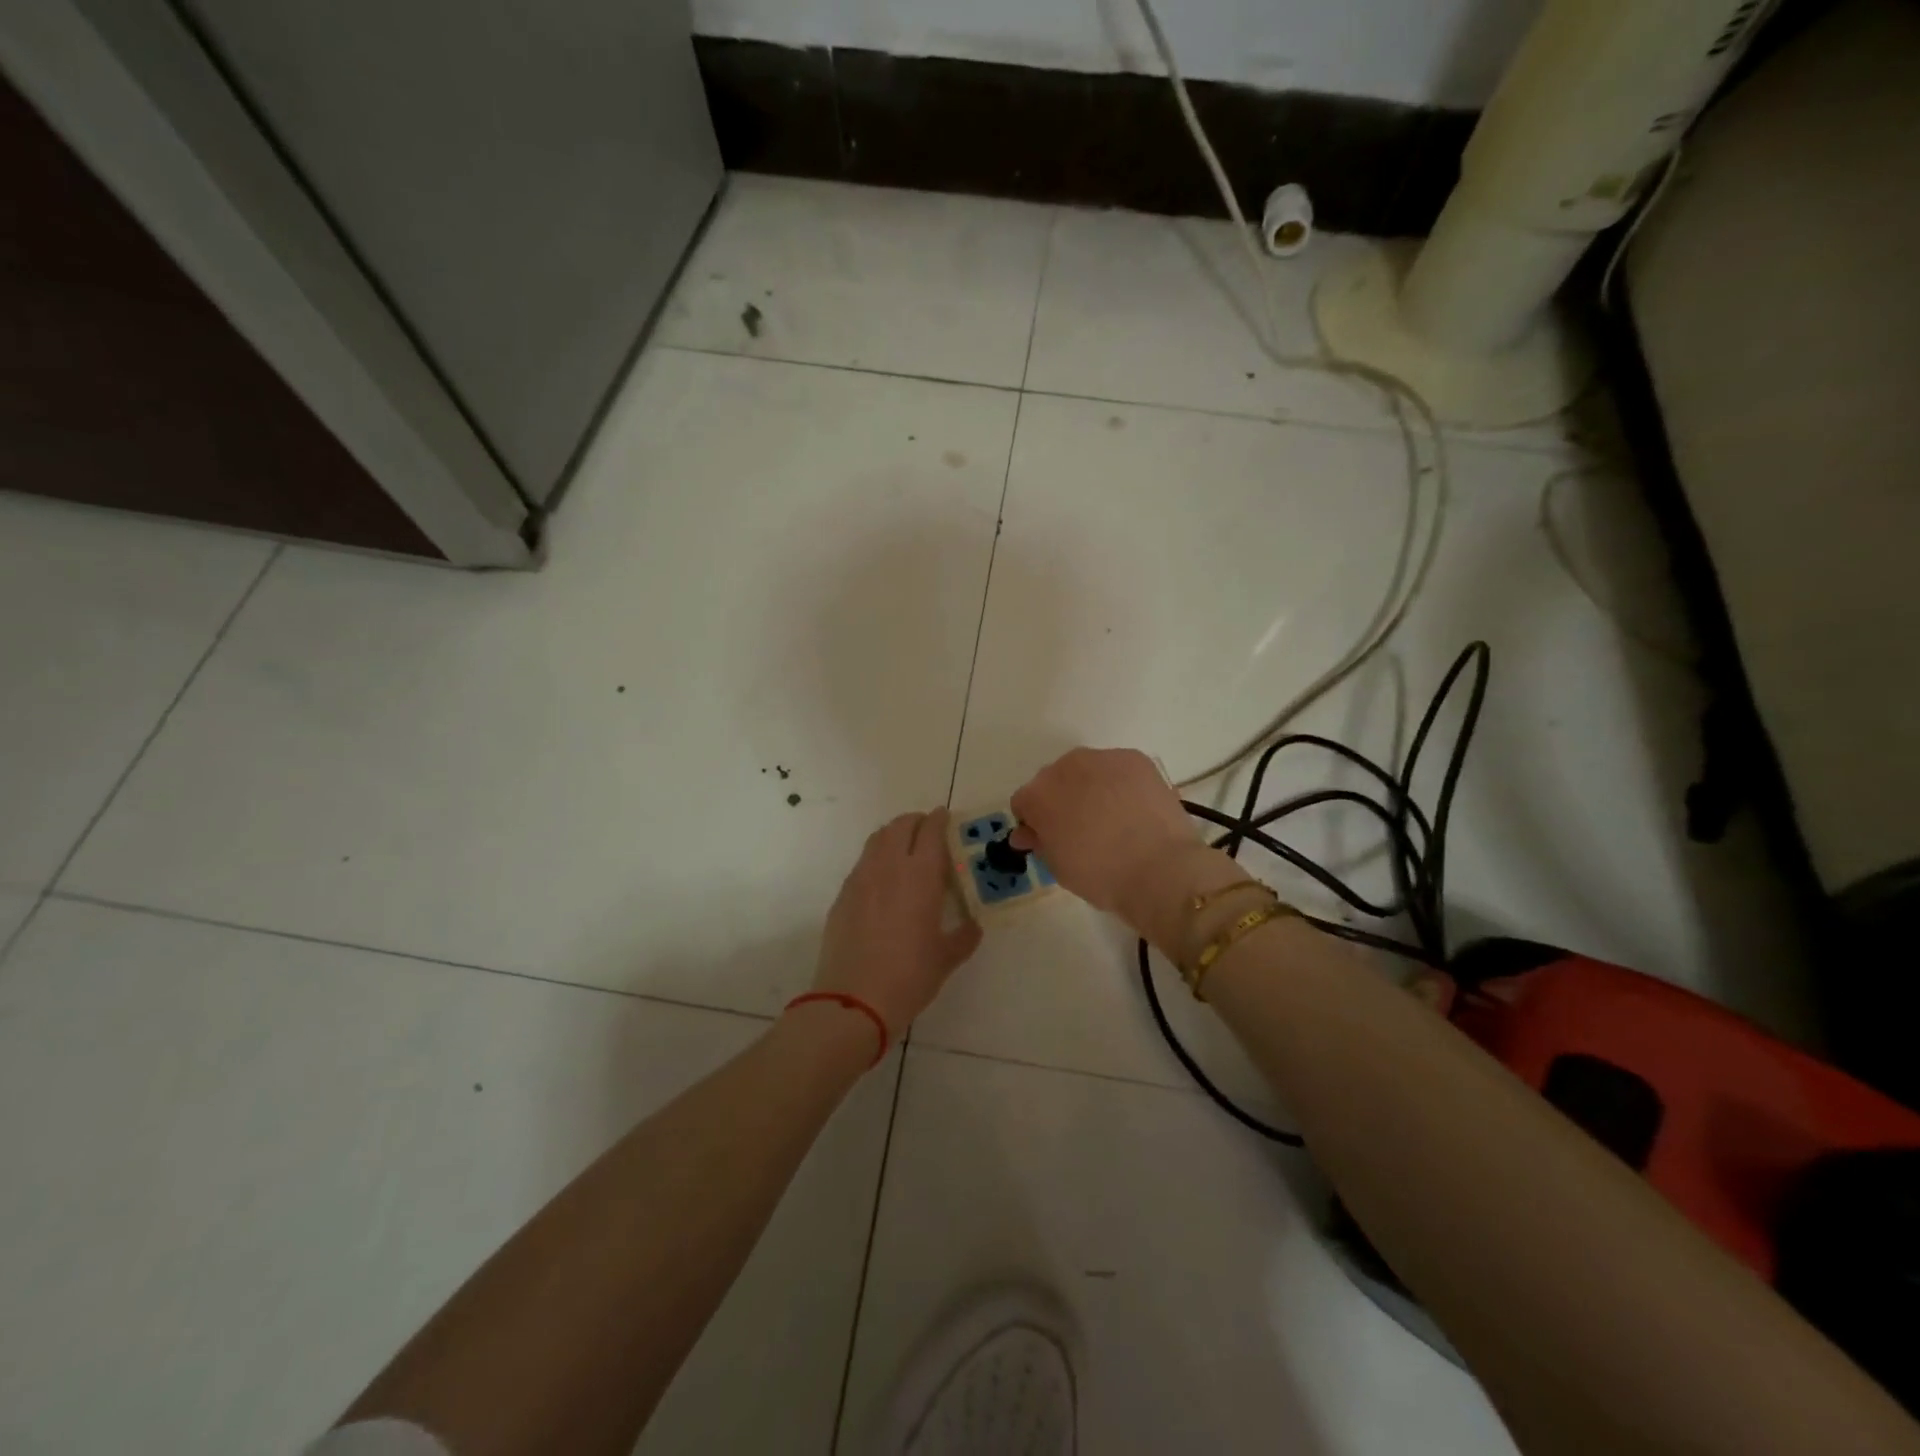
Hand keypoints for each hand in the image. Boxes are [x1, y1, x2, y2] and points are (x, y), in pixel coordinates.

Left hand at [814, 808, 981, 1036]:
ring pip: (877, 839)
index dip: (938, 820)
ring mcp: (861, 879)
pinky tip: (883, 878)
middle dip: (915, 821)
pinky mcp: (843, 895)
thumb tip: (973, 926)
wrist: (853, 1000)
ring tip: (904, 846)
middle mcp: (889, 867)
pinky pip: (862, 862)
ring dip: (893, 834)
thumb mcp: (946, 958)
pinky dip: (876, 857)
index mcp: (920, 876)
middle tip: (927, 830)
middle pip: (900, 826)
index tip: (945, 817)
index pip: (930, 831)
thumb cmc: (909, 977)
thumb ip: (964, 936)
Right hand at [1010, 748, 1239, 949]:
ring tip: (1112, 818)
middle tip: (1081, 829)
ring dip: (1090, 787)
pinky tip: (1133, 808)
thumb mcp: (1058, 866)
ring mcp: (1102, 758)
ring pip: (1086, 770)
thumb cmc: (1100, 875)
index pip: (1024, 803)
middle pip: (1054, 780)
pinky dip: (1119, 783)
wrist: (1160, 869)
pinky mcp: (1134, 758)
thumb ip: (1039, 842)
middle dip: (1061, 800)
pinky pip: (1116, 768)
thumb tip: (1028, 832)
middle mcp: (1064, 767)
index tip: (1049, 840)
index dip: (1034, 823)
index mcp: (1038, 795)